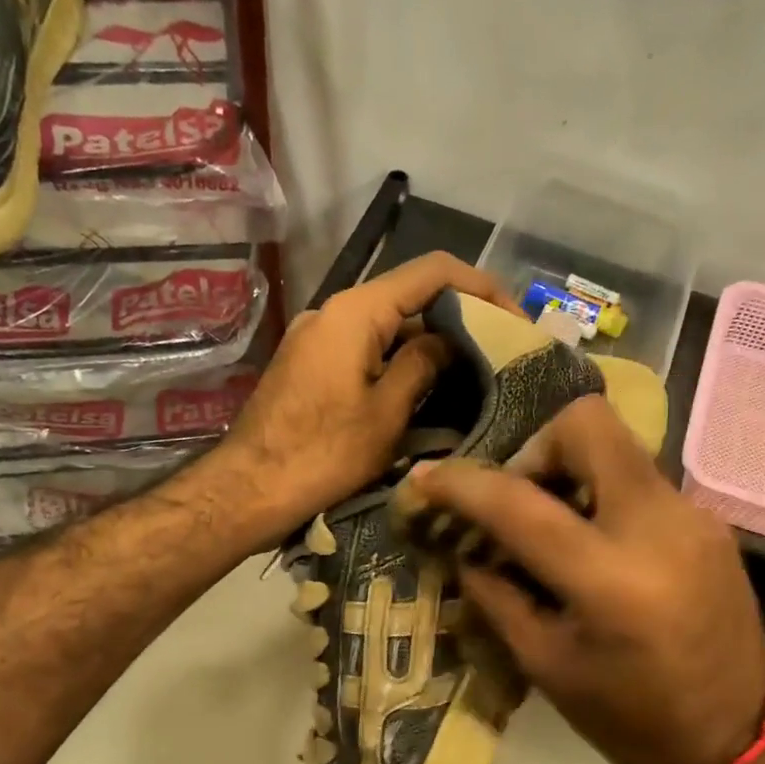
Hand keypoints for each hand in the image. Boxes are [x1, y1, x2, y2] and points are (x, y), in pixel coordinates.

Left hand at [216, 252, 517, 535]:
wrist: (248, 491)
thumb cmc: (322, 455)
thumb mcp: (386, 413)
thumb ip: (423, 365)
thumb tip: (448, 341)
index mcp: (355, 311)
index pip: (432, 272)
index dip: (482, 287)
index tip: (516, 321)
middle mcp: (333, 312)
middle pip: (409, 297)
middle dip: (459, 320)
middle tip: (501, 356)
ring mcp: (317, 339)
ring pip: (388, 327)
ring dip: (430, 346)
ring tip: (474, 378)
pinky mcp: (310, 366)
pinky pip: (365, 350)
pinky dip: (399, 363)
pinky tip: (427, 393)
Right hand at [408, 396, 764, 763]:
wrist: (737, 740)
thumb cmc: (629, 718)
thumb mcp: (545, 664)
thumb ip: (496, 595)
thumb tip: (462, 548)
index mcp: (608, 579)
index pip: (519, 502)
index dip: (462, 483)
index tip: (426, 478)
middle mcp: (658, 526)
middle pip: (587, 424)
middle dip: (536, 448)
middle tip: (518, 499)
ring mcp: (693, 516)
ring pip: (617, 448)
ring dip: (571, 473)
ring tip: (555, 528)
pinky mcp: (710, 522)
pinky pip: (641, 481)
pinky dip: (604, 497)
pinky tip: (597, 547)